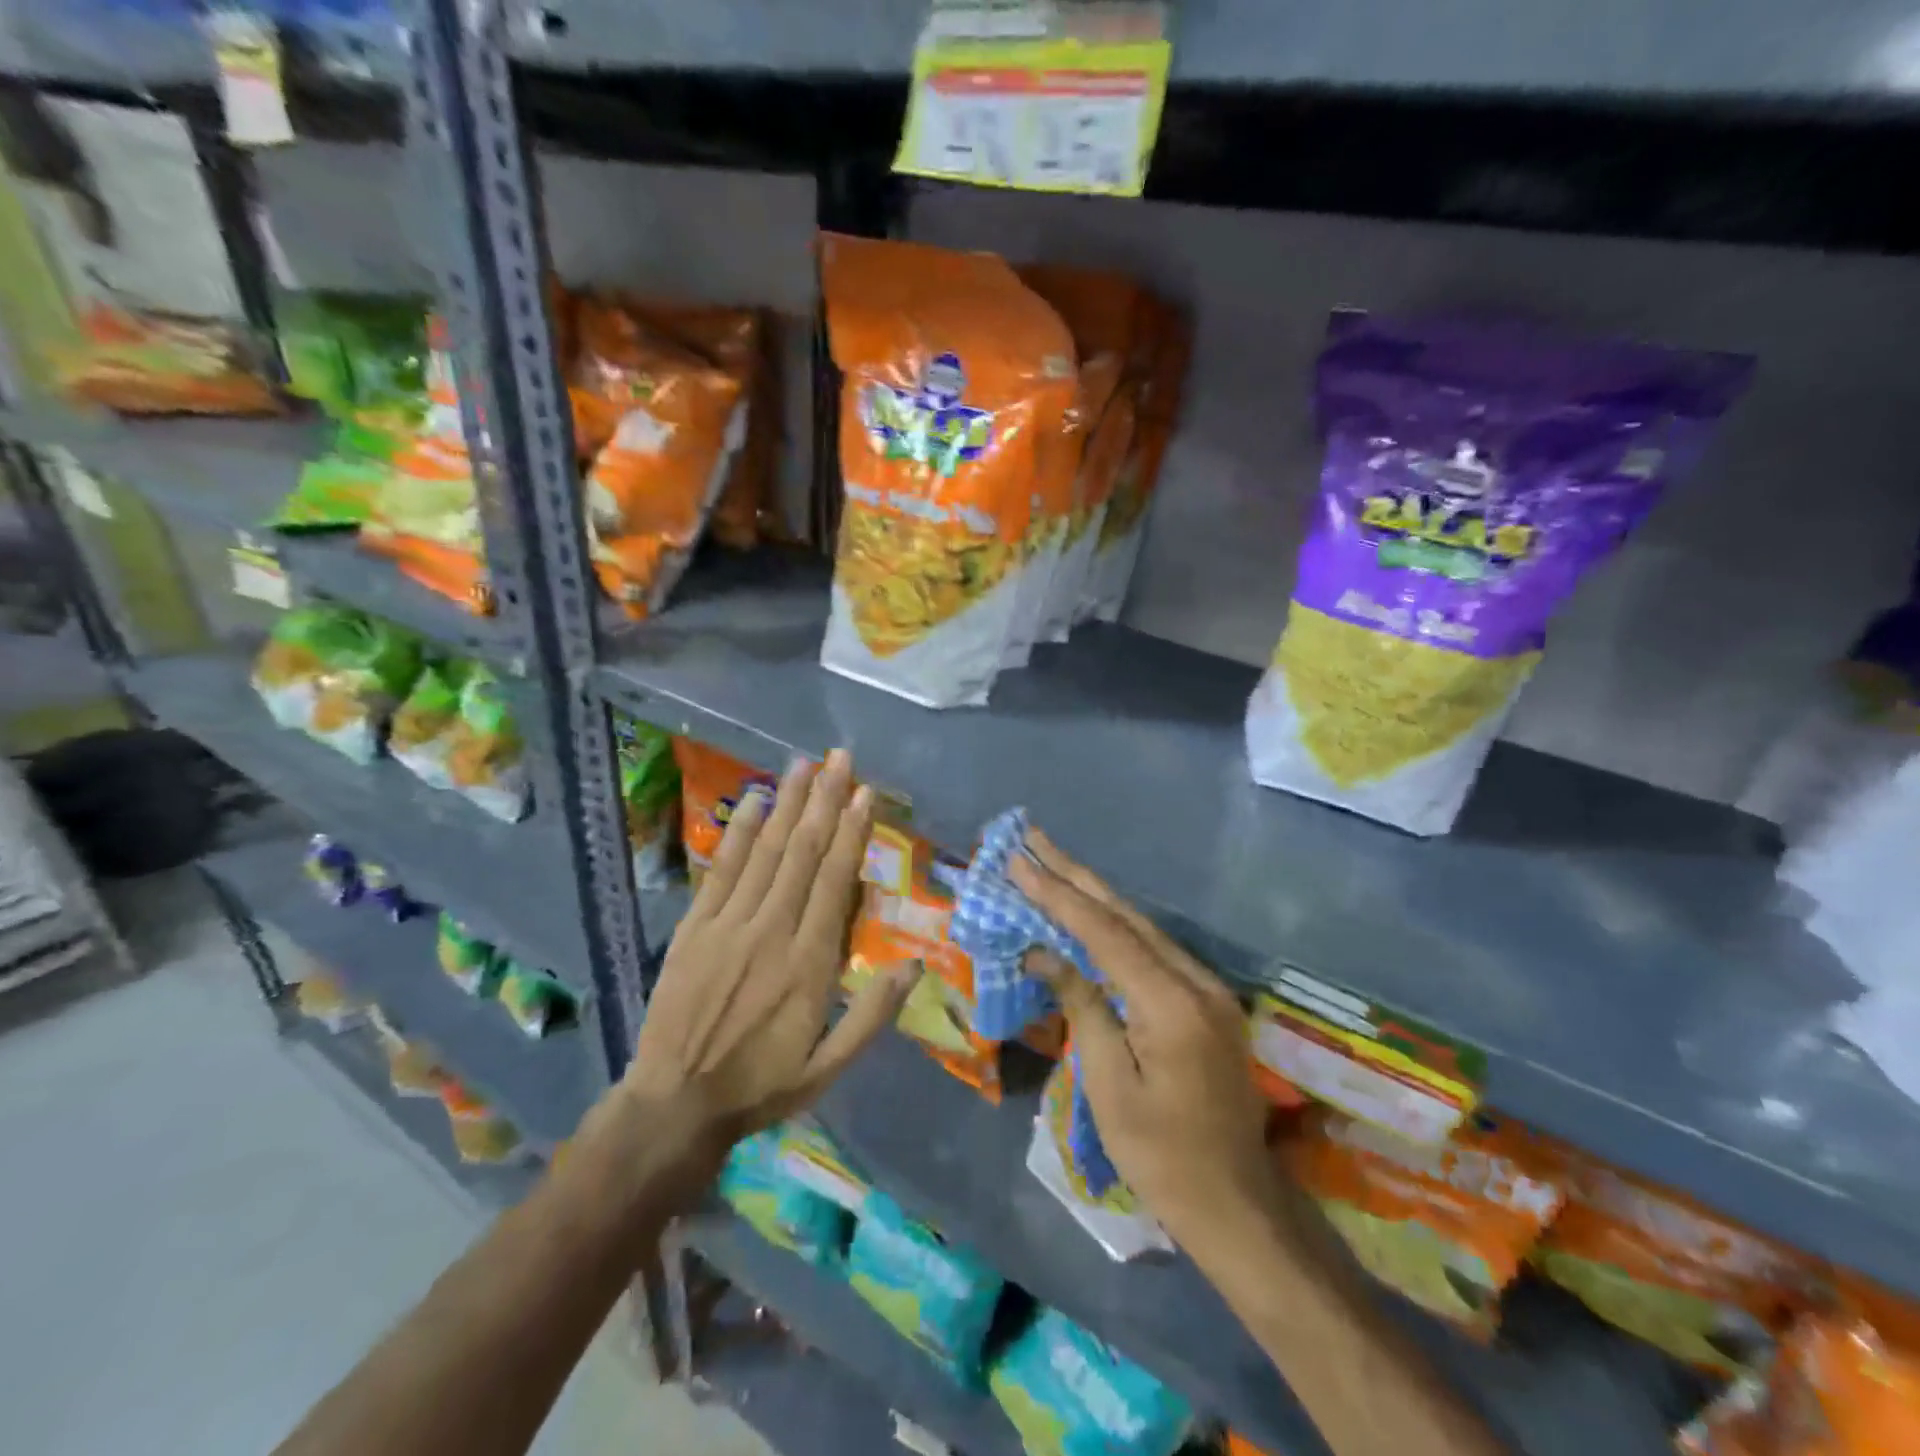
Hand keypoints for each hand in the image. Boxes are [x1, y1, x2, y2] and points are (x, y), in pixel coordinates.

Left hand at [619, 750, 918, 1175]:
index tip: (865, 793)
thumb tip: (915, 965)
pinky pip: (721, 870)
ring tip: (803, 764)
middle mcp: (771, 930)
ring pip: (765, 851)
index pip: (834, 881)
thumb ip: (873, 1015)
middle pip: (803, 852)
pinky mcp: (695, 928)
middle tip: (840, 758)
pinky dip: (739, 833)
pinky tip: (752, 801)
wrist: (675, 1103)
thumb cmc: (761, 1084)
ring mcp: (728, 925)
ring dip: (786, 804)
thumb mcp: (829, 1067)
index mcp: (809, 963)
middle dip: (824, 800)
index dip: (852, 832)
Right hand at [1011, 829, 1279, 1259]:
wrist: (1236, 1202)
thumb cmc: (1161, 1156)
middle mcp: (1196, 981)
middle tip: (1033, 837)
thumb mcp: (1109, 1085)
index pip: (1103, 932)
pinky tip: (1091, 912)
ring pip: (1142, 926)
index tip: (1019, 861)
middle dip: (1075, 874)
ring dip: (1094, 894)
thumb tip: (1042, 953)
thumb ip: (1082, 1006)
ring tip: (1053, 862)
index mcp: (1172, 1003)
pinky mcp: (1208, 1000)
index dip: (1057, 894)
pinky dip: (1116, 925)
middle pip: (1126, 915)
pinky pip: (1154, 949)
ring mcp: (1208, 988)